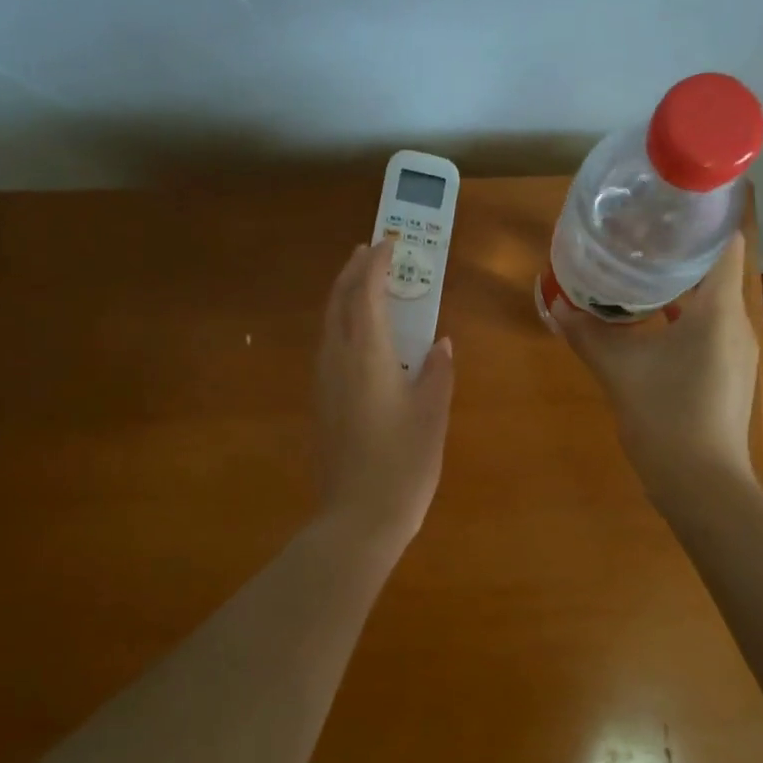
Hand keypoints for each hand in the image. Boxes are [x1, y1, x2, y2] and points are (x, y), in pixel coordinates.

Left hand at [313, 240, 455, 549]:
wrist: (357, 519)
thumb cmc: (403, 464)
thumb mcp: (432, 415)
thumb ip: (437, 372)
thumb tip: (440, 343)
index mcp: (366, 355)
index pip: (366, 294)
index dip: (377, 264)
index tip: (390, 243)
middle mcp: (337, 360)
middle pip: (338, 302)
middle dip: (353, 271)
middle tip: (370, 251)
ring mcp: (324, 383)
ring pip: (329, 324)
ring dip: (345, 296)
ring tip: (364, 284)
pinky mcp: (321, 403)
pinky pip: (329, 346)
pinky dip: (342, 324)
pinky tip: (359, 336)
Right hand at [553, 234, 759, 503]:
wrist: (701, 483)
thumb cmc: (665, 415)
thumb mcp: (618, 370)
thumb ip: (586, 334)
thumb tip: (555, 305)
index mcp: (718, 310)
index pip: (725, 243)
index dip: (702, 220)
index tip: (668, 208)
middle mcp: (736, 324)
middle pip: (715, 271)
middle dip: (680, 253)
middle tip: (639, 238)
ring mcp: (736, 352)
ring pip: (711, 304)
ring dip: (680, 288)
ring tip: (639, 275)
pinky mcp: (728, 375)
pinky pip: (708, 331)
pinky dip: (683, 319)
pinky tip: (650, 326)